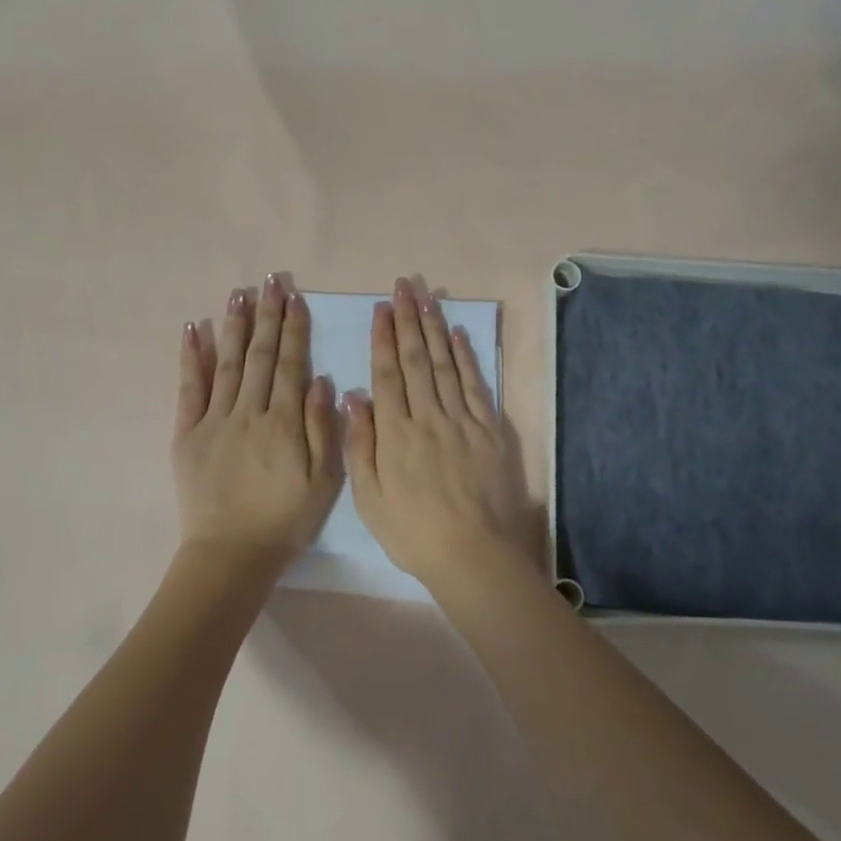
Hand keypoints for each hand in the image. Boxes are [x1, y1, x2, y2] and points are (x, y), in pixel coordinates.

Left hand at [173, 275, 342, 563]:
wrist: (231, 552)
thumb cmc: (284, 521)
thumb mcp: (323, 483)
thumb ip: (323, 430)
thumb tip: (321, 381)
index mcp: (284, 424)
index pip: (291, 366)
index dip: (294, 330)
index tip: (295, 299)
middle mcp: (249, 412)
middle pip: (261, 356)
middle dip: (268, 316)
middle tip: (271, 281)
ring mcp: (214, 420)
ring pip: (227, 363)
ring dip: (235, 326)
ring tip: (240, 293)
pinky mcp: (187, 433)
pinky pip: (189, 388)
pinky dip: (192, 357)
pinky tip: (195, 329)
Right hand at [345, 277, 525, 585]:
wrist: (472, 554)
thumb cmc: (412, 531)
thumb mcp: (369, 497)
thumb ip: (360, 444)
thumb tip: (352, 396)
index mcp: (396, 433)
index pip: (387, 374)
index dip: (383, 338)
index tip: (381, 308)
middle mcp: (428, 416)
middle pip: (416, 360)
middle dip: (408, 320)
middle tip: (404, 286)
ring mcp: (462, 421)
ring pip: (445, 365)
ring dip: (435, 328)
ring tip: (427, 297)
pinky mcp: (489, 431)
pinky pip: (476, 385)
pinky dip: (466, 358)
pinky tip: (458, 336)